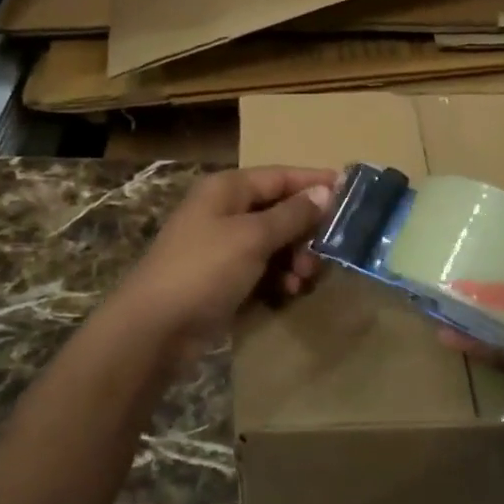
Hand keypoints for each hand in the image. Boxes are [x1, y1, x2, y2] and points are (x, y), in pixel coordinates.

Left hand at [111, 166, 337, 360]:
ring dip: (294, 257)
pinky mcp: (222, 277)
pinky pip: (261, 268)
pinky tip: (287, 292)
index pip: (279, 176)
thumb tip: (325, 191)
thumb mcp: (253, 237)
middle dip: (305, 230)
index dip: (313, 183)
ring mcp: (222, 245)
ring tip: (304, 278)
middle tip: (328, 250)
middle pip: (278, 210)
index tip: (349, 193)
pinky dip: (278, 276)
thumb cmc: (204, 269)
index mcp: (227, 189)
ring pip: (273, 242)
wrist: (155, 328)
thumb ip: (292, 214)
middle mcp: (224, 211)